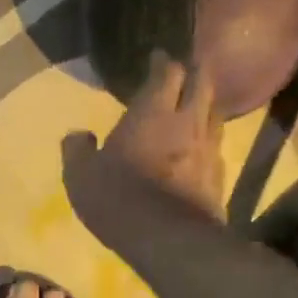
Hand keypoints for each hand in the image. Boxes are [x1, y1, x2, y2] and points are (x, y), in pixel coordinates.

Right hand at [62, 50, 227, 240]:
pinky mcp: (220, 177)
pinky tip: (199, 152)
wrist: (169, 240)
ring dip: (205, 106)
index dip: (162, 62)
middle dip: (193, 73)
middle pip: (202, 83)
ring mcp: (209, 149)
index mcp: (152, 112)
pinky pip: (216, 148)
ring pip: (215, 114)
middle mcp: (187, 121)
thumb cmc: (118, 198)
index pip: (167, 72)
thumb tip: (78, 135)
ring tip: (194, 109)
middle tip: (182, 74)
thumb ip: (77, 150)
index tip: (157, 57)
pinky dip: (208, 142)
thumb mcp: (81, 175)